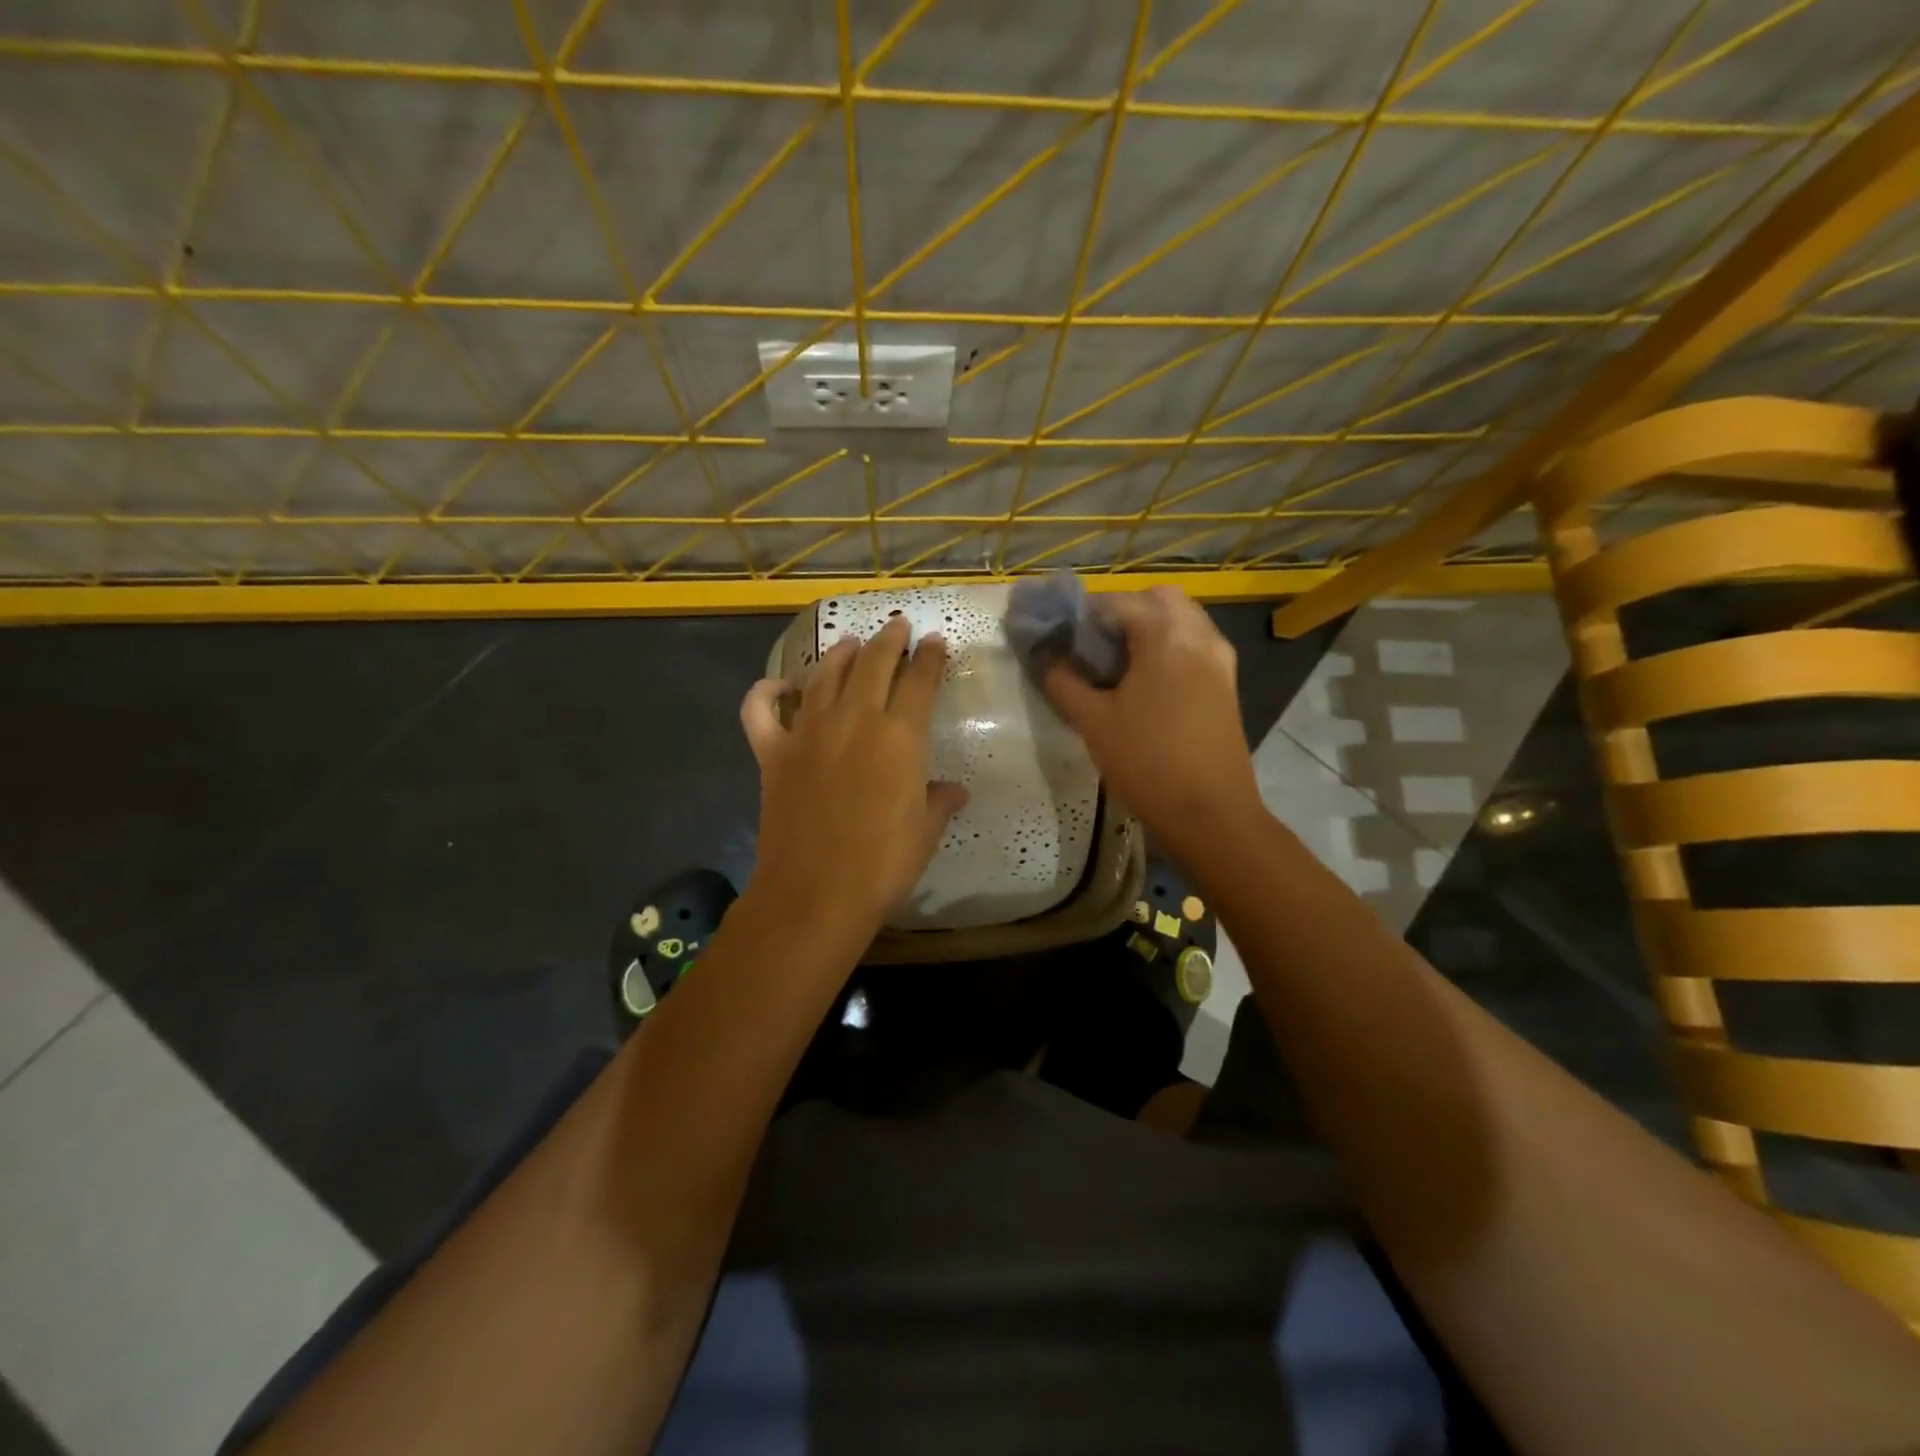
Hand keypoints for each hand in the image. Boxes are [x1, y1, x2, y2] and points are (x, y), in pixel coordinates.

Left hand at [740, 616, 968, 941]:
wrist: (815, 894)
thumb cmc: (882, 865)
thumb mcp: (925, 832)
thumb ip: (940, 801)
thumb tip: (954, 790)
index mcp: (900, 736)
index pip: (920, 680)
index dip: (930, 657)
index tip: (935, 641)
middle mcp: (854, 719)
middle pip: (874, 662)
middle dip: (890, 639)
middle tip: (898, 627)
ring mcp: (808, 732)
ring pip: (824, 675)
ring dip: (842, 654)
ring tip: (852, 644)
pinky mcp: (772, 752)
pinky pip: (761, 710)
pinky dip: (767, 692)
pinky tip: (780, 686)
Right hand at [1041, 586, 1260, 848]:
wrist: (1210, 814)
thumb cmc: (1147, 763)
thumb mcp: (1092, 722)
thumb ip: (1062, 680)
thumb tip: (1043, 655)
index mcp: (1164, 636)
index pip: (1114, 601)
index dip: (1079, 613)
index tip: (1056, 634)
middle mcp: (1198, 635)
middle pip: (1155, 599)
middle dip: (1119, 612)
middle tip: (1091, 646)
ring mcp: (1219, 659)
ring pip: (1180, 619)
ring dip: (1146, 628)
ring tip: (1115, 664)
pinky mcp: (1226, 683)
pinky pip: (1194, 644)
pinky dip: (1168, 647)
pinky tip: (1144, 683)